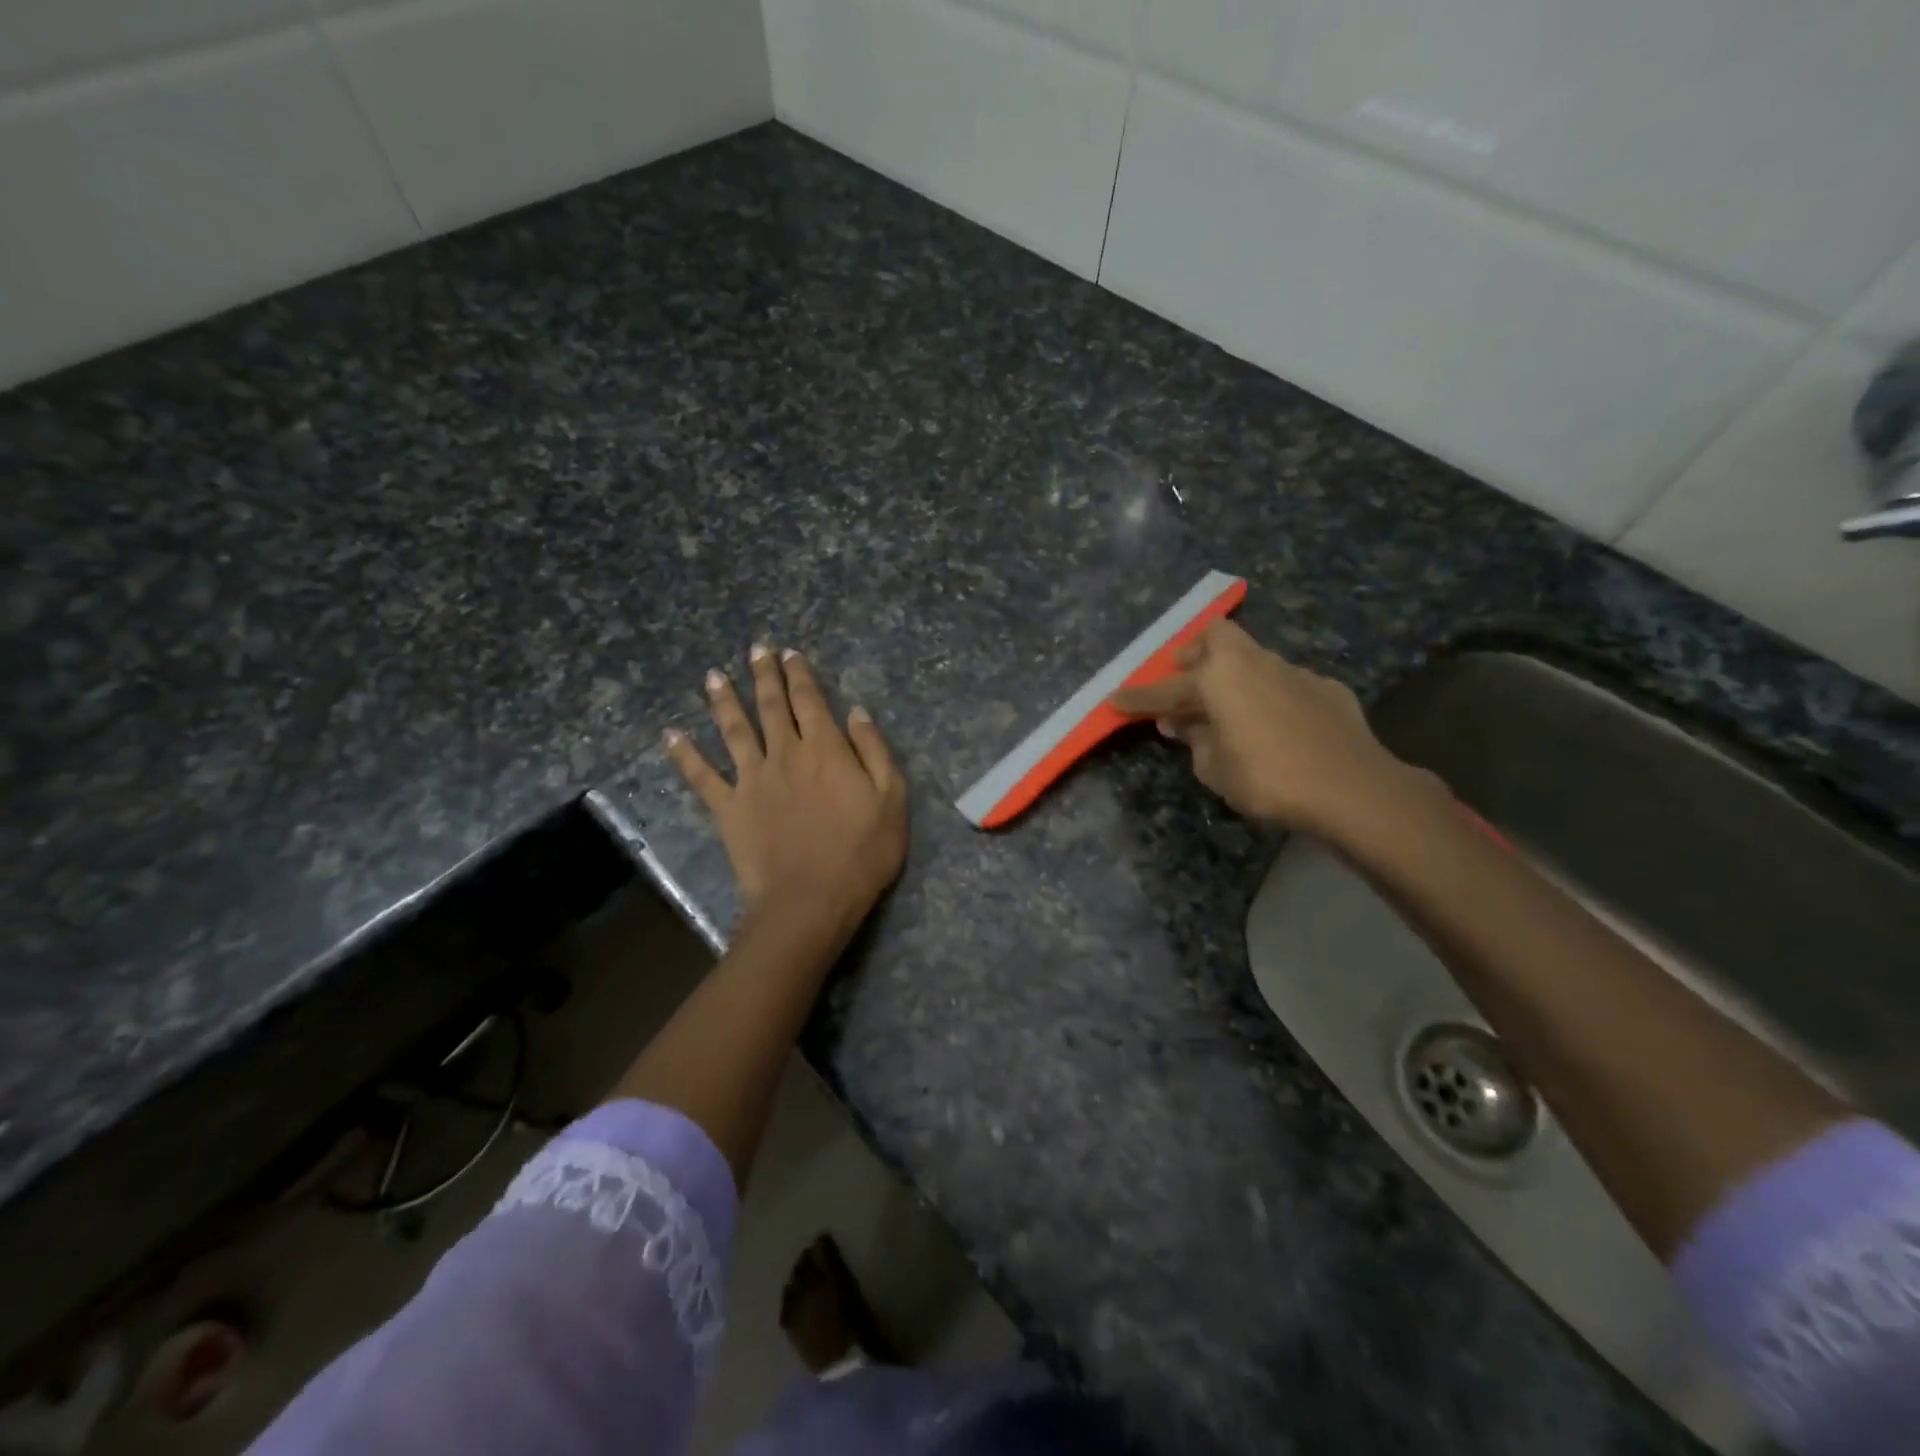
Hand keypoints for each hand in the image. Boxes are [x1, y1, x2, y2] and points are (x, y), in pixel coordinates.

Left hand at [665, 644, 907, 931]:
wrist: (811, 900)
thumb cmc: (861, 852)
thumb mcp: (891, 799)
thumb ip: (874, 750)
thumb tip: (856, 711)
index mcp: (825, 748)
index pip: (809, 699)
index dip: (799, 674)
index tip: (790, 653)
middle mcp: (784, 753)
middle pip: (771, 705)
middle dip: (764, 675)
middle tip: (756, 650)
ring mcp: (751, 779)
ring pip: (734, 730)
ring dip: (724, 701)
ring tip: (714, 676)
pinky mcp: (729, 808)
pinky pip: (701, 776)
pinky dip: (685, 755)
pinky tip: (671, 735)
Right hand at [1109, 621, 1413, 838]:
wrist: (1352, 787)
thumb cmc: (1269, 778)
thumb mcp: (1216, 769)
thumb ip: (1195, 740)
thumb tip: (1184, 724)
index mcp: (1219, 677)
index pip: (1165, 690)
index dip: (1137, 698)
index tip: (1114, 698)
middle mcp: (1254, 662)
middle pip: (1216, 639)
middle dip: (1194, 653)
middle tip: (1183, 676)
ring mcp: (1295, 671)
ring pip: (1253, 659)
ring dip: (1234, 676)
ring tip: (1228, 708)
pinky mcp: (1326, 688)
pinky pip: (1285, 683)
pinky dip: (1270, 697)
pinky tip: (1275, 723)